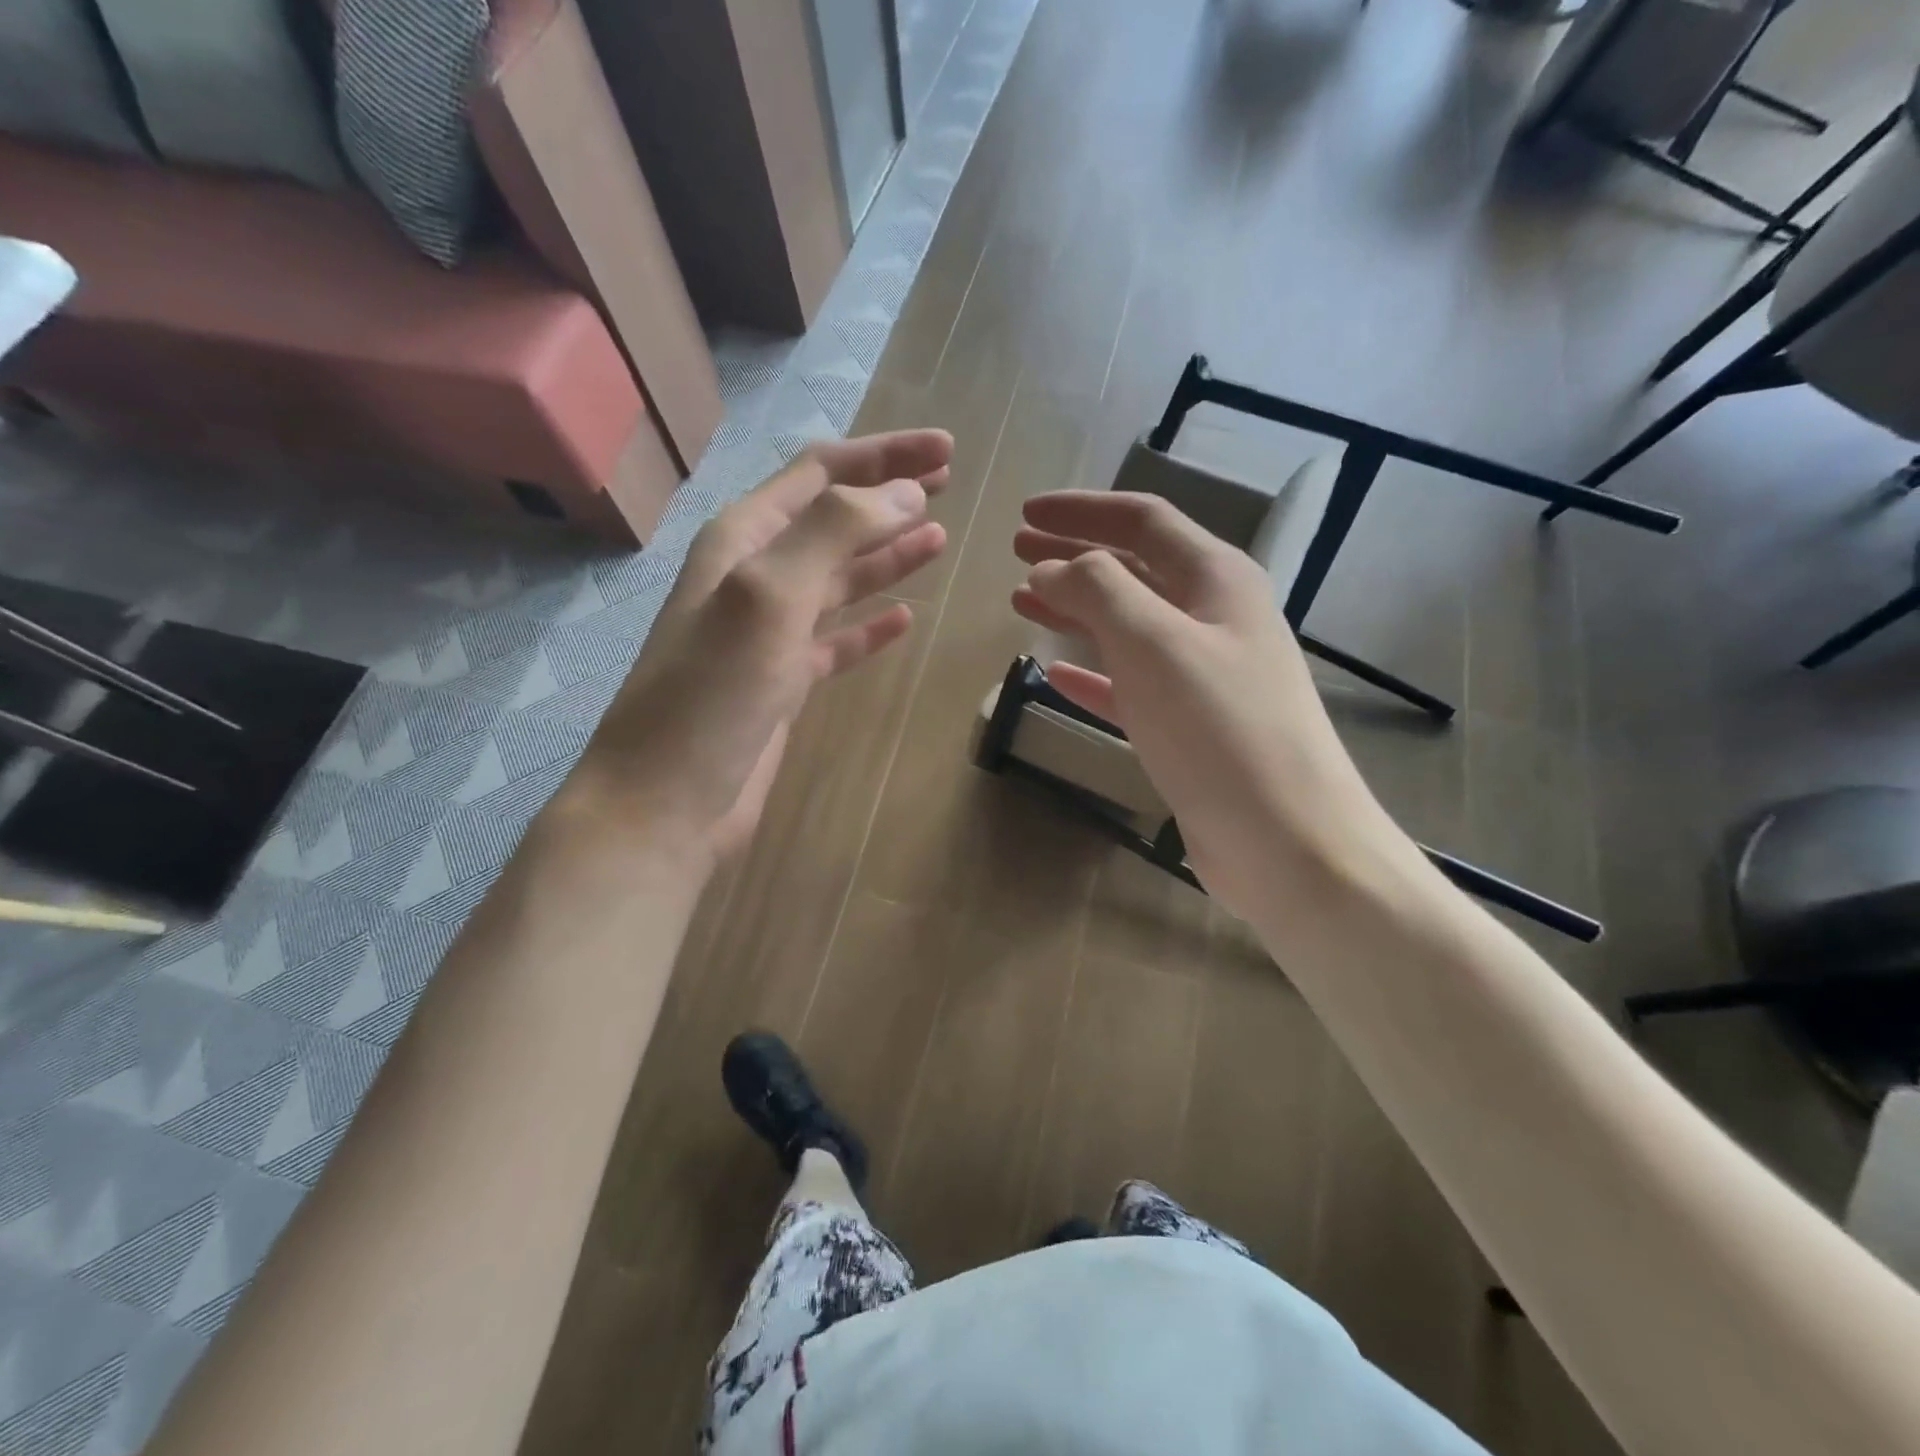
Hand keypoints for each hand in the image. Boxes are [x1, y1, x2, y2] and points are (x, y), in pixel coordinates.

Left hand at [564, 430, 952, 870]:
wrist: (666, 801)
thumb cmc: (710, 693)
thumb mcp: (767, 595)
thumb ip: (834, 534)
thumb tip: (907, 493)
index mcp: (743, 540)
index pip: (820, 474)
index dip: (883, 456)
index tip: (945, 450)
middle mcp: (755, 577)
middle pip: (833, 519)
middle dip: (889, 495)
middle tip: (948, 481)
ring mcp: (769, 633)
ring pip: (839, 579)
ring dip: (887, 556)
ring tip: (939, 539)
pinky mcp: (783, 683)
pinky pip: (836, 641)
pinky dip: (869, 627)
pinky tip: (903, 619)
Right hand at [1011, 491, 1407, 918]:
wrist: (1286, 839)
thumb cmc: (1220, 729)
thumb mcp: (1155, 643)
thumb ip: (1098, 591)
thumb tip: (1049, 568)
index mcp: (1216, 581)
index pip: (1142, 522)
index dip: (1082, 511)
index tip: (1025, 513)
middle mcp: (1214, 618)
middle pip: (1134, 569)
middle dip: (1074, 556)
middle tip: (1018, 552)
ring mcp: (1203, 675)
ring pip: (1127, 626)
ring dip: (1076, 609)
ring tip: (1024, 602)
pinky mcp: (1188, 727)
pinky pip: (1129, 684)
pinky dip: (1091, 673)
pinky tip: (1055, 673)